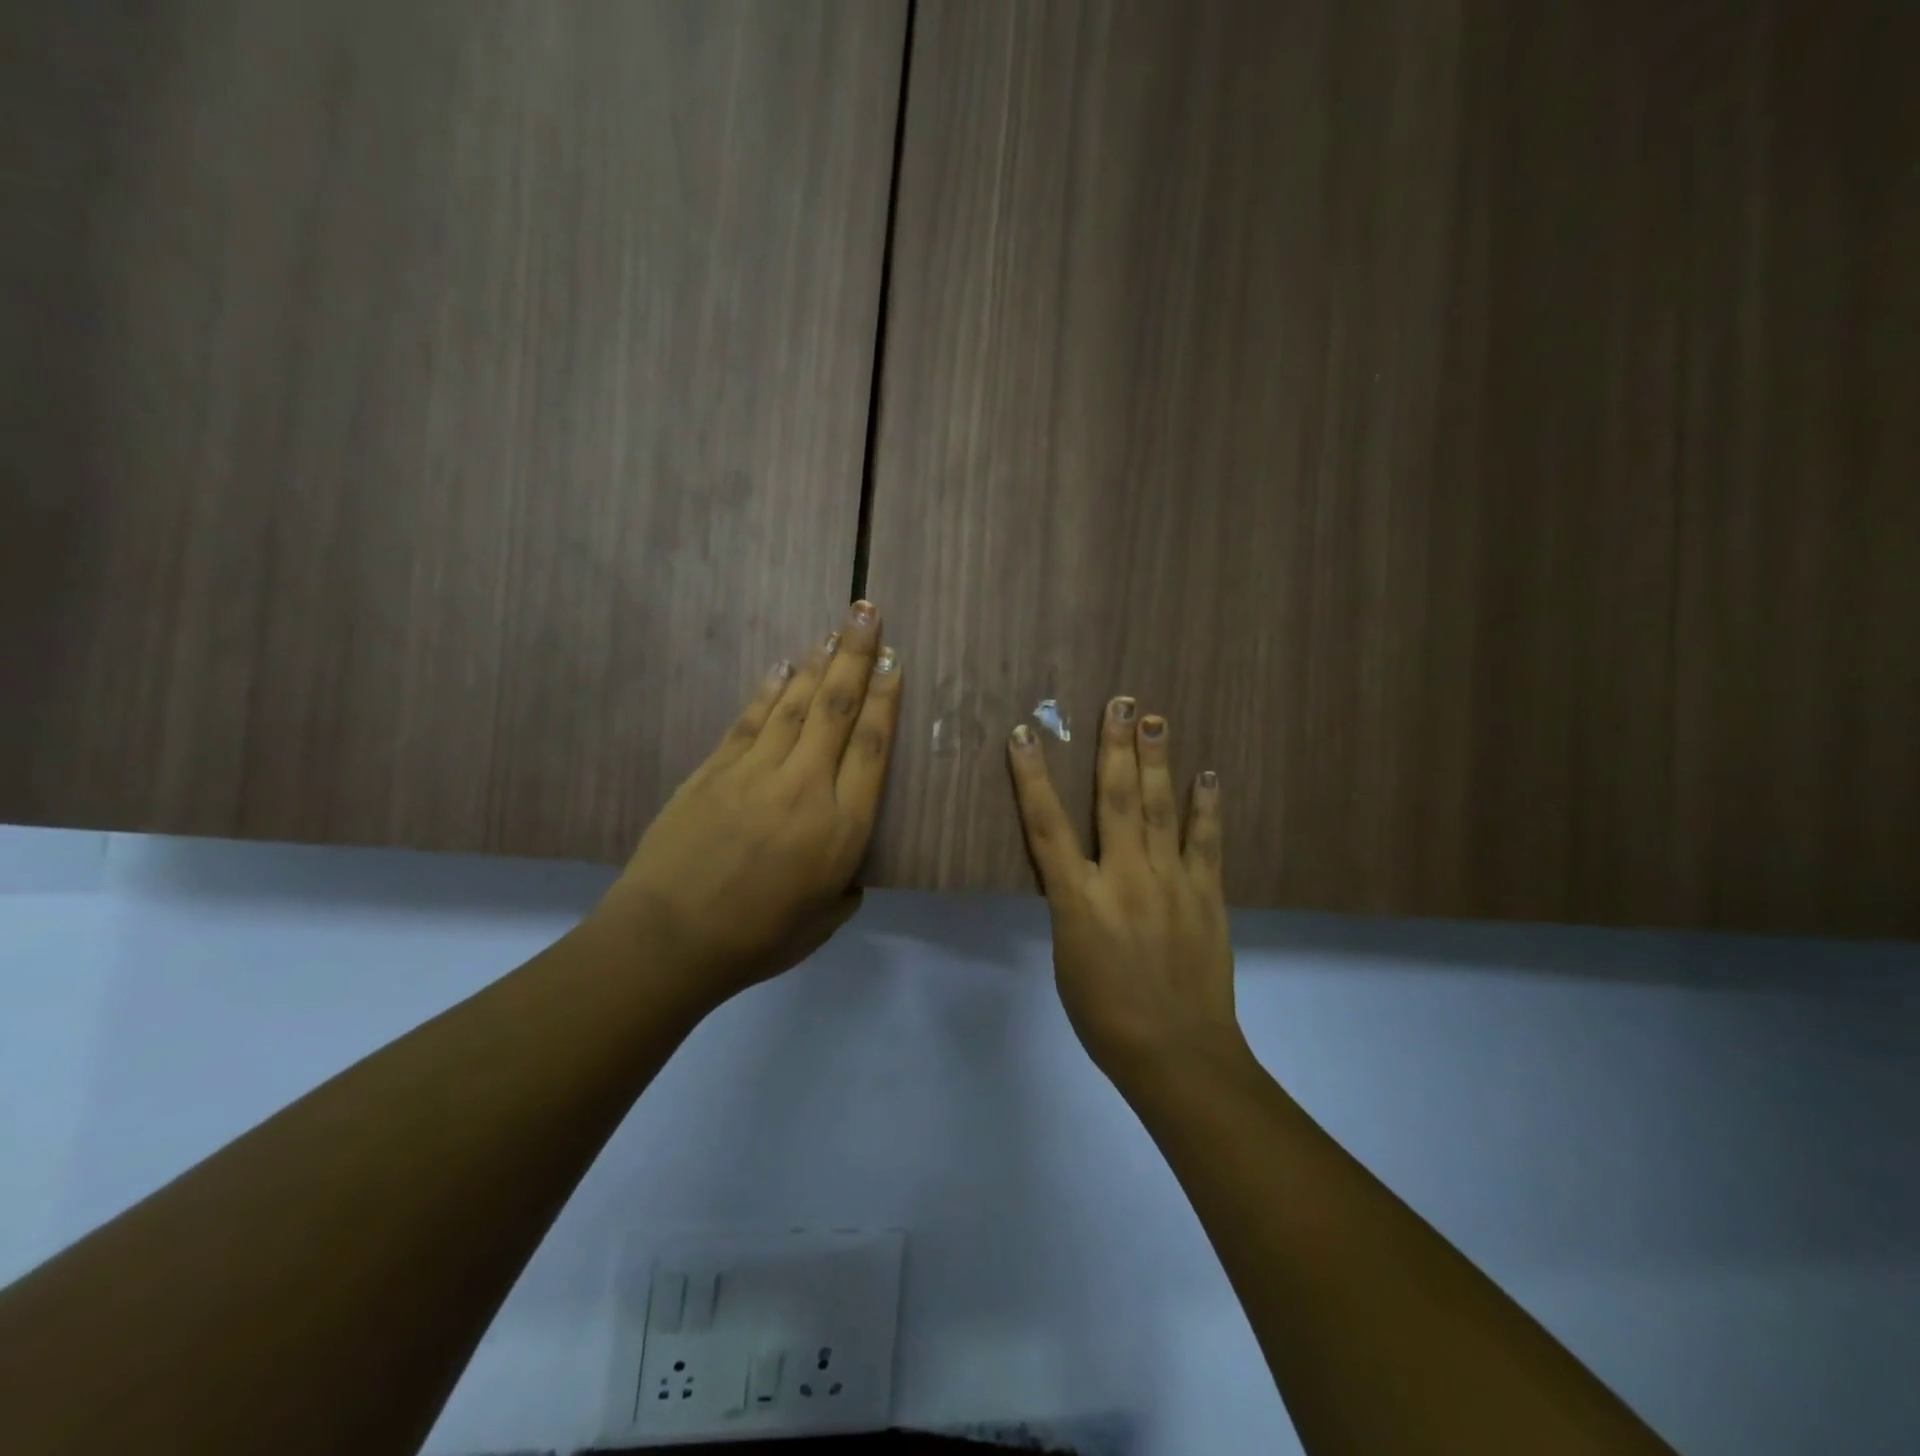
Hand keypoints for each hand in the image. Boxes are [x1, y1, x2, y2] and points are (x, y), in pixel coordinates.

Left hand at [596, 600, 901, 1010]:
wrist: (668, 940)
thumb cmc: (758, 939)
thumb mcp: (826, 921)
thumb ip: (846, 886)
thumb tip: (846, 865)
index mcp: (841, 827)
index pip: (871, 747)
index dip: (885, 698)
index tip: (894, 661)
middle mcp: (804, 787)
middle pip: (836, 709)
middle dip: (856, 657)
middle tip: (867, 613)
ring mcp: (755, 773)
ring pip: (794, 705)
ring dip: (817, 664)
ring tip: (834, 630)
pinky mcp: (714, 770)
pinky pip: (750, 720)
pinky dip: (769, 691)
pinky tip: (783, 667)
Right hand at [1007, 697, 1245, 1086]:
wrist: (1176, 1054)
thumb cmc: (1105, 1016)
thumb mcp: (1068, 957)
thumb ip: (1074, 906)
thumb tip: (1082, 876)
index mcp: (1078, 899)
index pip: (1046, 826)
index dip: (1032, 776)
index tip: (1026, 733)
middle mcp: (1123, 878)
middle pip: (1116, 799)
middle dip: (1114, 747)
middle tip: (1120, 702)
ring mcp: (1170, 882)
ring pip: (1162, 808)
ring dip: (1157, 760)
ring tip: (1155, 719)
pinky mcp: (1206, 895)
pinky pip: (1207, 842)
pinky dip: (1207, 807)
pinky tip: (1209, 775)